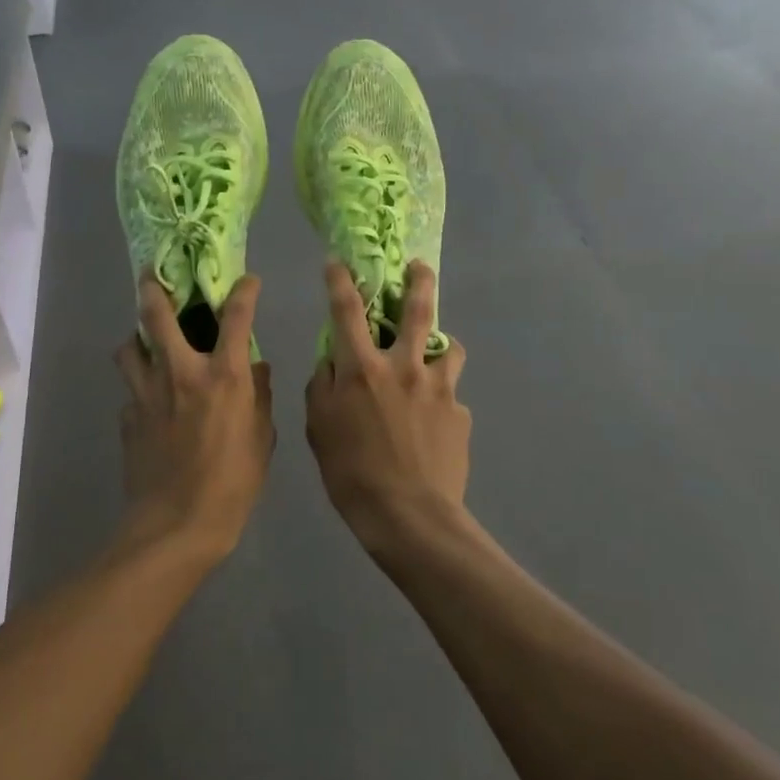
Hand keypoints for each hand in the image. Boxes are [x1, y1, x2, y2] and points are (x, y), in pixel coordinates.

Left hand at [115, 274, 274, 563]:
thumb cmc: (232, 483)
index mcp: (223, 376)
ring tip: (144, 344)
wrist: (176, 526)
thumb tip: (256, 369)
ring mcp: (147, 394)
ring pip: (128, 349)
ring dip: (136, 340)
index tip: (248, 280)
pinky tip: (149, 403)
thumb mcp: (262, 439)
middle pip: (157, 316)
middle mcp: (181, 373)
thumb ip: (259, 397)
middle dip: (153, 288)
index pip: (236, 316)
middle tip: (152, 275)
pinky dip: (139, 388)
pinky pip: (130, 391)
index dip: (244, 291)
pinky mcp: (127, 417)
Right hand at [305, 261, 470, 556]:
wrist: (409, 517)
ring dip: (441, 343)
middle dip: (419, 281)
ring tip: (436, 352)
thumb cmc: (352, 473)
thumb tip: (330, 363)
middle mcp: (404, 367)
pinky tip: (434, 423)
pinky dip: (442, 398)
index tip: (337, 262)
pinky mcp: (460, 414)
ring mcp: (439, 389)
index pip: (346, 311)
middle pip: (418, 310)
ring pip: (450, 347)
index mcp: (363, 368)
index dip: (339, 281)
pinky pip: (452, 395)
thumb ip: (322, 387)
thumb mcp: (318, 428)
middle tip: (420, 267)